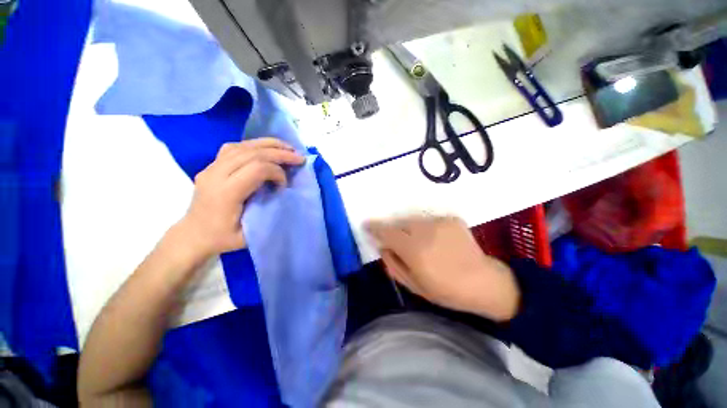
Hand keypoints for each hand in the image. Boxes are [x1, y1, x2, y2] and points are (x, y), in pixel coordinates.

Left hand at [175, 138, 304, 259]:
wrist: (192, 235)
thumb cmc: (222, 238)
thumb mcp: (249, 234)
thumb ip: (267, 212)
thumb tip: (283, 193)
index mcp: (225, 193)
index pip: (256, 169)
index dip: (277, 172)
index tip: (284, 185)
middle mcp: (216, 174)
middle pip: (252, 153)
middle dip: (279, 153)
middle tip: (298, 157)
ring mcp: (210, 167)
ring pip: (243, 146)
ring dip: (269, 145)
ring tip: (287, 148)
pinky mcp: (211, 165)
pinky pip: (234, 148)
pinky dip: (254, 145)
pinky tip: (265, 149)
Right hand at [366, 216, 520, 321]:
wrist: (484, 282)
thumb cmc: (446, 291)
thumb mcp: (414, 285)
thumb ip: (393, 264)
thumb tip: (383, 247)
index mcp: (415, 250)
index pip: (387, 232)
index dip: (375, 227)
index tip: (367, 225)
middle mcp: (425, 231)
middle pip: (399, 224)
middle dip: (394, 231)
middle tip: (398, 243)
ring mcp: (440, 222)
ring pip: (413, 220)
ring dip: (410, 230)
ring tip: (419, 244)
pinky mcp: (451, 218)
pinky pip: (428, 220)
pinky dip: (425, 229)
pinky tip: (435, 241)